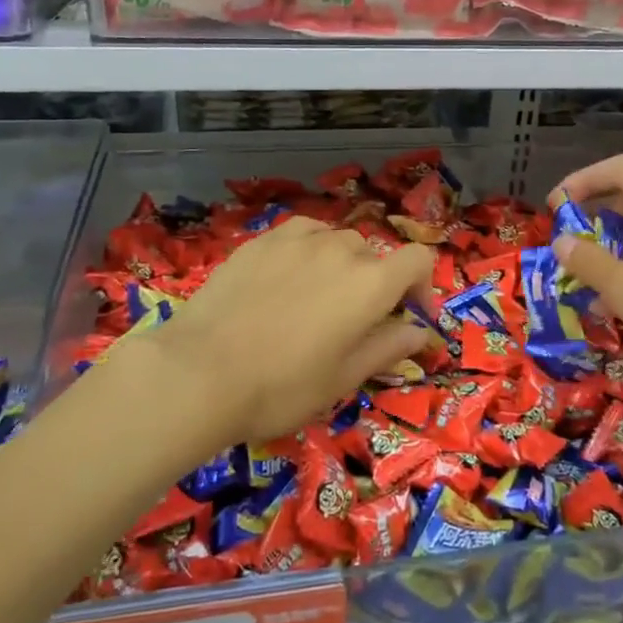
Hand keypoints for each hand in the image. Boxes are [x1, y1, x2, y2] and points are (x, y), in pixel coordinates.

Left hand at [144, 216, 435, 449]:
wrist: (200, 371)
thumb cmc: (282, 386)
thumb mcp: (343, 378)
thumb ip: (387, 347)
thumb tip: (418, 331)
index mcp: (371, 282)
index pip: (419, 260)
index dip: (422, 286)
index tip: (409, 317)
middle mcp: (340, 248)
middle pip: (374, 254)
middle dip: (375, 284)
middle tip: (354, 322)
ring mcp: (297, 239)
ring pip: (335, 241)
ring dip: (340, 265)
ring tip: (316, 299)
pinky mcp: (260, 240)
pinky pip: (299, 235)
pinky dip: (306, 252)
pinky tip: (284, 281)